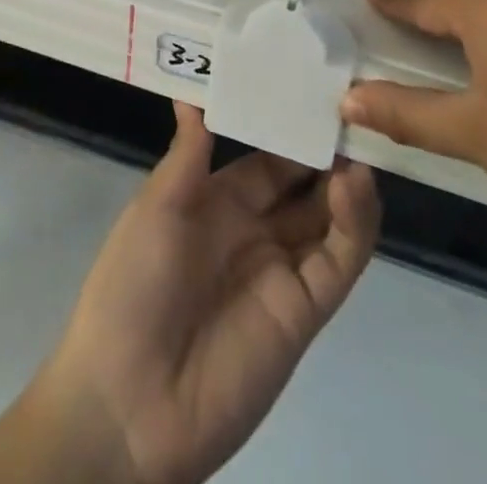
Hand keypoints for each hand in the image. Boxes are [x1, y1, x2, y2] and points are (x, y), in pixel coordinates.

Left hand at [34, 102, 379, 483]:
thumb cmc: (132, 285)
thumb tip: (191, 90)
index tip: (316, 84)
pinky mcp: (304, 311)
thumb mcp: (156, 208)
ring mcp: (283, 270)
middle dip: (327, 149)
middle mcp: (255, 230)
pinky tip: (356, 185)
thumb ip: (188, 154)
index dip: (290, 123)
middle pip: (304, 183)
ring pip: (329, 217)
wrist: (127, 402)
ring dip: (348, 180)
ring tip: (360, 140)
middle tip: (355, 106)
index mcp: (218, 201)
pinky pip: (338, 261)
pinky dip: (354, 224)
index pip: (267, 155)